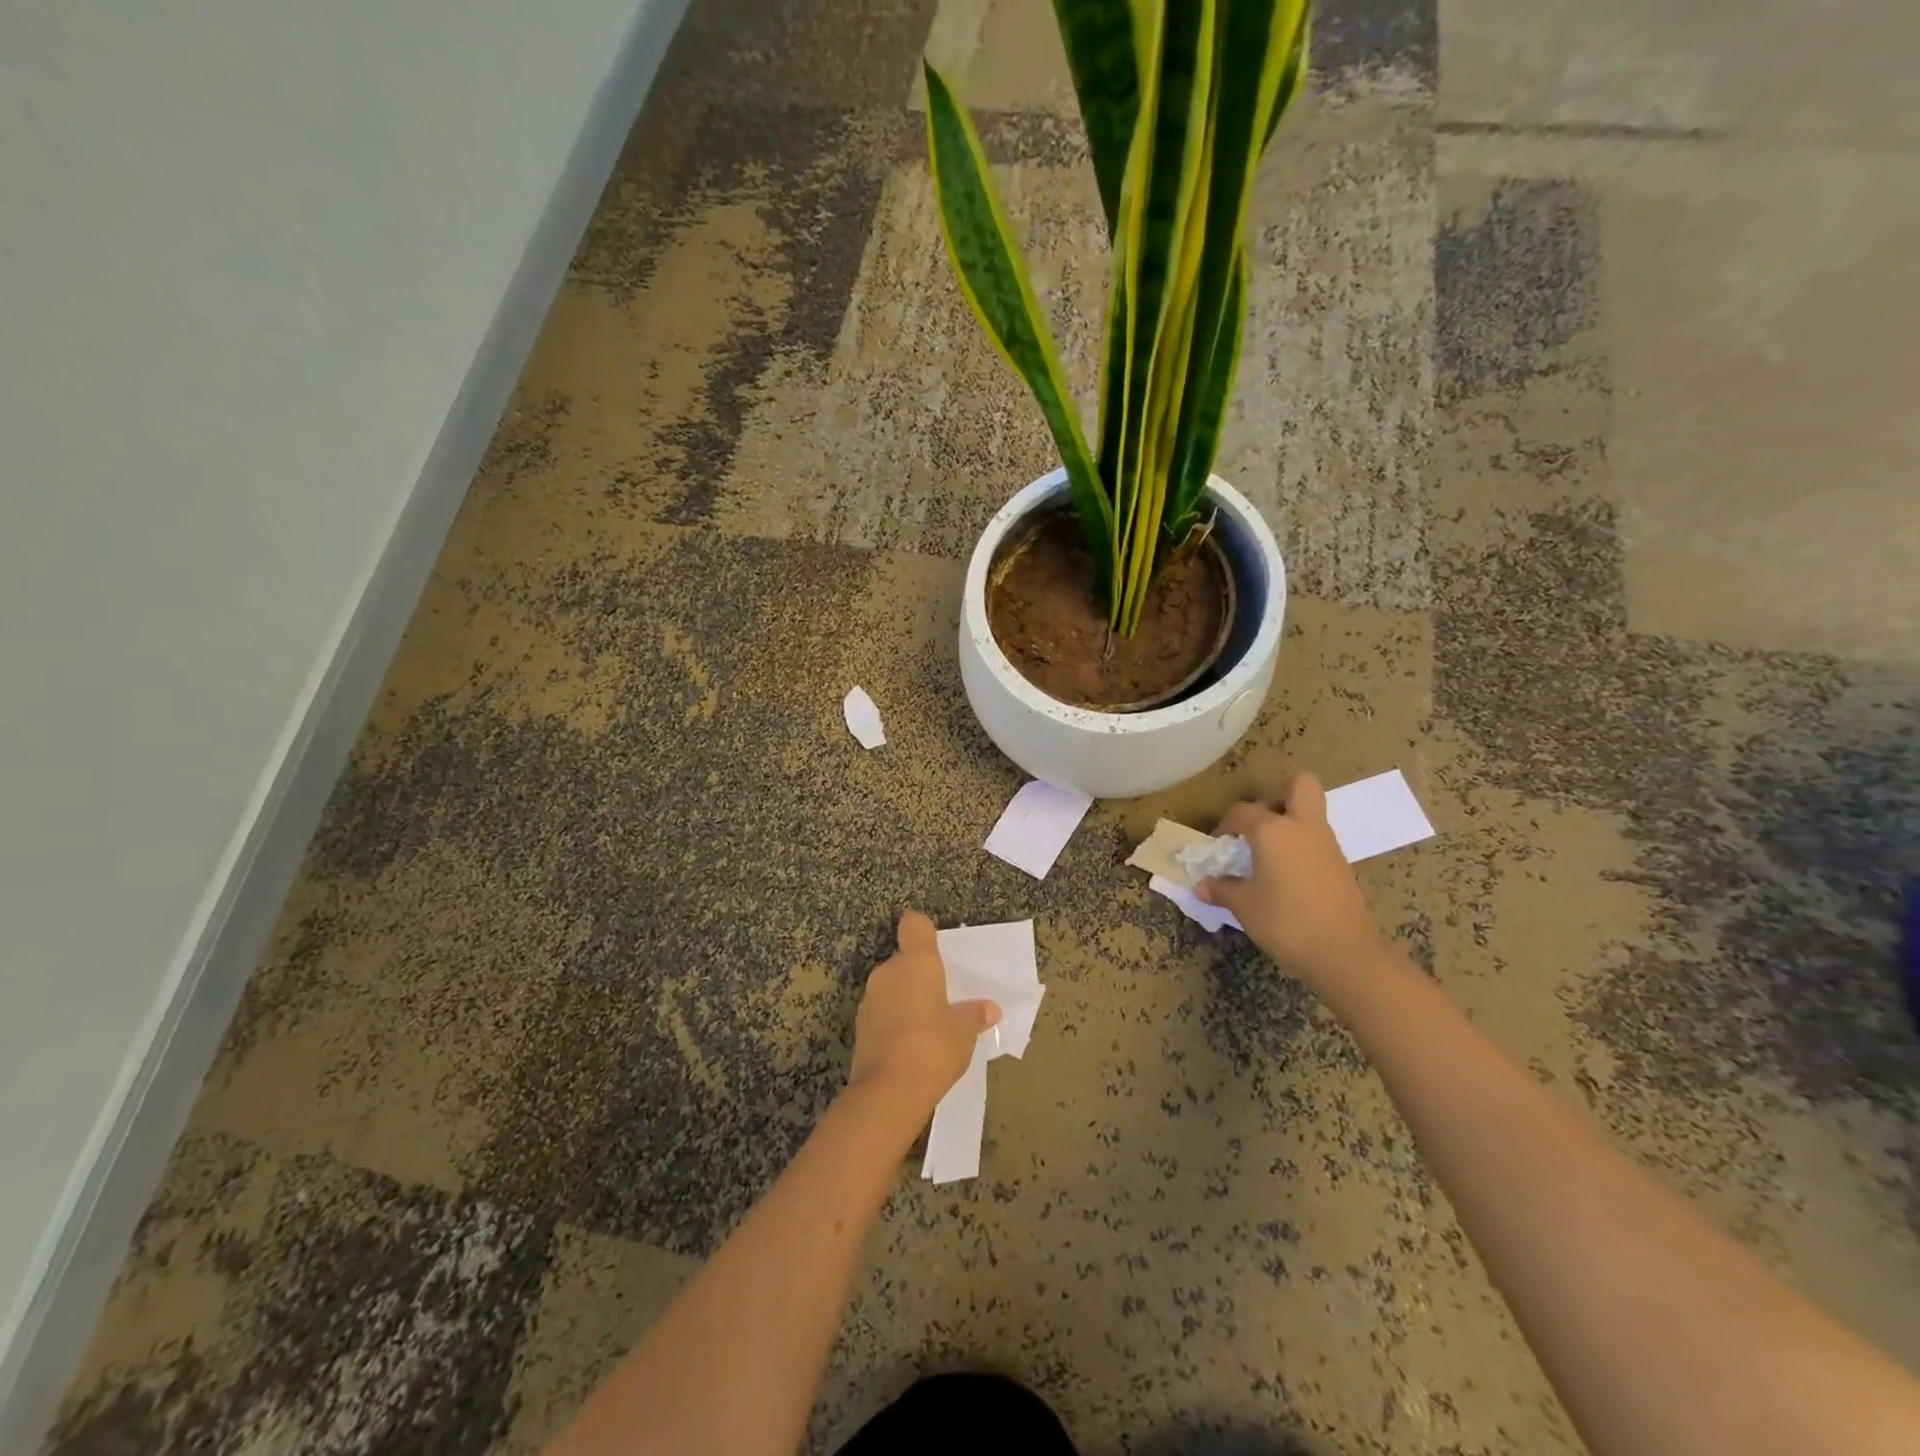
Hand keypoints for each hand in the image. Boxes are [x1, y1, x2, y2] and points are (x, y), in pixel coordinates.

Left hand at [847, 911, 1000, 1123]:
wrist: (889, 1090)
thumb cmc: (934, 1046)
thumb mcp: (964, 1031)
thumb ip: (974, 1015)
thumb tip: (990, 1009)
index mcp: (916, 962)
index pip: (914, 925)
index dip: (923, 931)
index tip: (935, 947)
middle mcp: (888, 971)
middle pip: (904, 960)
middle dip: (919, 975)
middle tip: (942, 998)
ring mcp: (870, 999)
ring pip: (891, 987)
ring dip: (905, 999)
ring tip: (928, 1026)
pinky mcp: (860, 1026)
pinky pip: (882, 1012)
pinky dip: (893, 1021)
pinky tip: (910, 1045)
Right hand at [1197, 773, 1385, 989]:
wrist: (1344, 953)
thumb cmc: (1285, 922)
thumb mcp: (1244, 906)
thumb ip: (1221, 889)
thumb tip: (1201, 885)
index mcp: (1274, 830)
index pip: (1243, 811)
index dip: (1226, 825)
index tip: (1219, 845)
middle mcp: (1303, 826)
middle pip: (1299, 785)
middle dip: (1277, 795)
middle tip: (1258, 823)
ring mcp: (1327, 844)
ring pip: (1311, 812)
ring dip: (1289, 822)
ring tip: (1267, 853)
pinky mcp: (1341, 864)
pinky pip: (1317, 839)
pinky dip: (1301, 846)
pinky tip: (1286, 874)